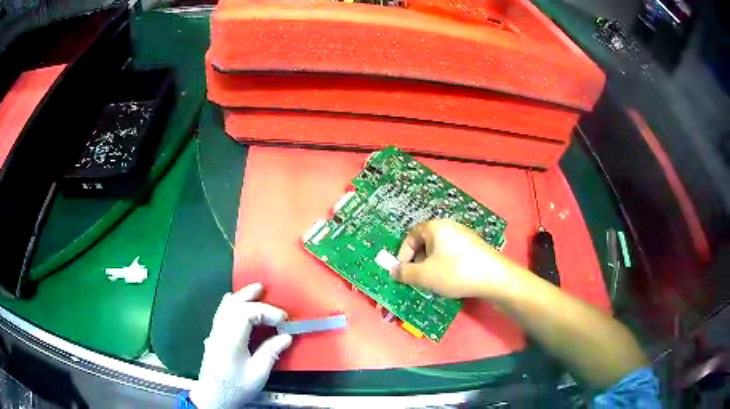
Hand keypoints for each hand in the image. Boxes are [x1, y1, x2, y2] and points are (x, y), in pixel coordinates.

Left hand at [190, 283, 291, 408]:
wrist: (213, 396)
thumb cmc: (236, 387)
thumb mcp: (257, 374)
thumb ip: (271, 353)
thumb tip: (286, 337)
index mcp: (230, 339)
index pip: (247, 313)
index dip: (267, 311)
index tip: (284, 321)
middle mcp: (220, 331)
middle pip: (233, 305)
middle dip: (250, 296)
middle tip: (265, 289)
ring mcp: (214, 333)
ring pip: (225, 307)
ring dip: (240, 296)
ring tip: (253, 291)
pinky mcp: (213, 337)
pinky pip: (221, 313)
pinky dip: (230, 304)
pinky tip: (233, 302)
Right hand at [390, 219, 518, 298]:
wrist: (494, 278)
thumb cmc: (455, 272)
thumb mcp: (424, 275)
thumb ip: (404, 273)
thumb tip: (392, 271)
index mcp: (436, 227)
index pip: (411, 235)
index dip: (403, 253)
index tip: (403, 271)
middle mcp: (450, 227)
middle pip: (425, 242)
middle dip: (418, 261)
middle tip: (418, 278)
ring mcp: (464, 236)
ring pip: (439, 250)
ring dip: (431, 265)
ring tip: (434, 282)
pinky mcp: (474, 247)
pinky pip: (452, 254)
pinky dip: (446, 266)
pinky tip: (451, 280)